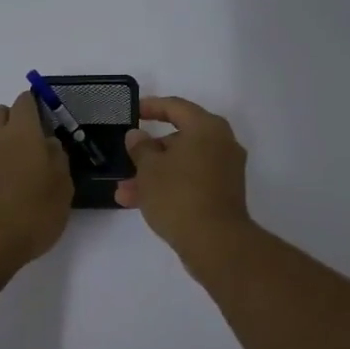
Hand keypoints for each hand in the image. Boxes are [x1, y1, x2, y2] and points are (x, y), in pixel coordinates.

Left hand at [0, 92, 73, 272]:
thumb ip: (58, 160)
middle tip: (33, 142)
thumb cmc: (32, 213)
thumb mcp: (62, 188)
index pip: (25, 101)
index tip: (50, 120)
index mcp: (22, 132)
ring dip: (1, 142)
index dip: (37, 105)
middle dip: (14, 119)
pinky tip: (7, 187)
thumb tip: (49, 144)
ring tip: (20, 167)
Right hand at [114, 96, 251, 260]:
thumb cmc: (178, 195)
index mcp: (207, 127)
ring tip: (124, 192)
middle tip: (127, 158)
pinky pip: (191, 182)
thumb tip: (137, 135)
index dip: (152, 107)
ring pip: (182, 164)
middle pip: (180, 138)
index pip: (176, 107)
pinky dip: (169, 187)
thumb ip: (140, 147)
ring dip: (153, 175)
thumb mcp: (149, 169)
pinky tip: (140, 204)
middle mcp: (221, 144)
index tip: (134, 111)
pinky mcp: (223, 194)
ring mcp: (225, 171)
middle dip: (149, 152)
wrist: (215, 242)